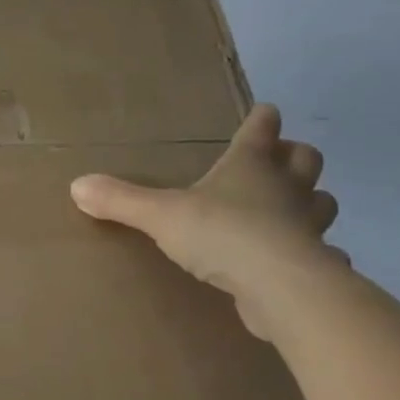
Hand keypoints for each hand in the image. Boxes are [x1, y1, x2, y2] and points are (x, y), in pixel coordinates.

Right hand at [70, 105, 340, 339]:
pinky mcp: (315, 265)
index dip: (261, 120)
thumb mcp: (160, 215)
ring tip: (292, 208)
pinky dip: (316, 254)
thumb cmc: (221, 234)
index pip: (260, 131)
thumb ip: (121, 200)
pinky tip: (301, 261)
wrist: (279, 287)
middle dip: (294, 156)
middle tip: (280, 159)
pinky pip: (323, 253)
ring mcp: (307, 227)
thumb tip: (77, 185)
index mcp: (250, 167)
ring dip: (311, 201)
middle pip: (304, 159)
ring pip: (321, 203)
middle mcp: (285, 189)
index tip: (265, 111)